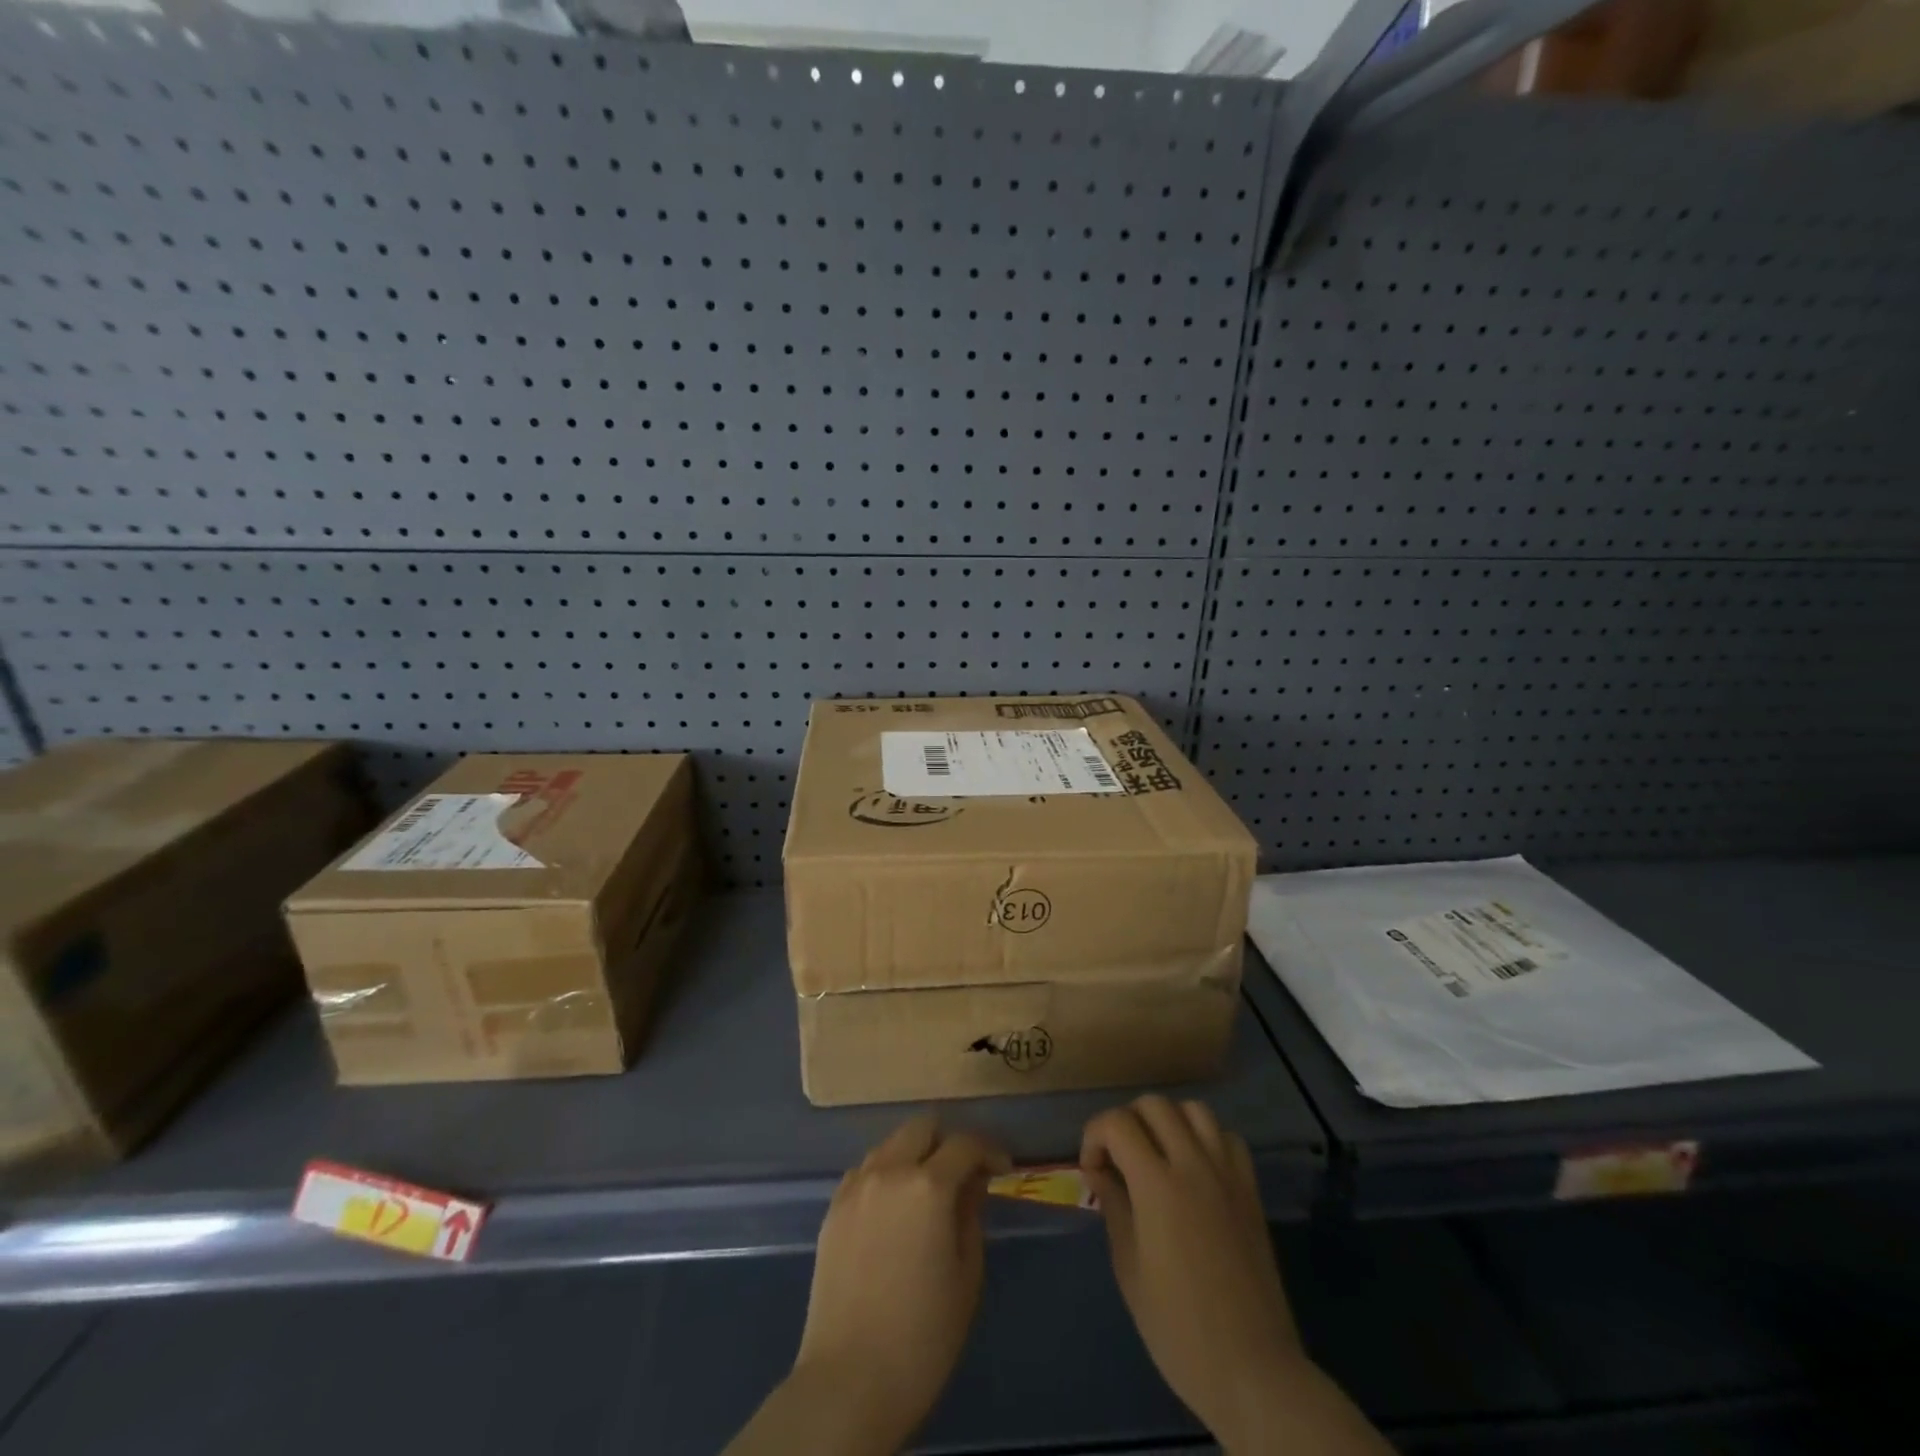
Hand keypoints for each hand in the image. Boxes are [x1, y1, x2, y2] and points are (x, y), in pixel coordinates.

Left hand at [790, 1115, 1010, 1451]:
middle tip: (962, 1175)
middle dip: (948, 1141)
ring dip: (914, 1155)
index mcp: (928, 1186)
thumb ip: (971, 1214)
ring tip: (926, 1194)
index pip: (965, 1143)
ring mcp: (855, 1186)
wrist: (849, 1381)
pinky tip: (893, 1212)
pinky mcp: (833, 1207)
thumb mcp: (967, 1275)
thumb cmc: (923, 1336)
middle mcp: (889, 1171)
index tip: (1001, 1169)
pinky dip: (886, 1176)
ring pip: (891, 1144)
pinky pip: (866, 1171)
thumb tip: (972, 1182)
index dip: (989, 1150)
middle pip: (922, 1126)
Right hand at [1081, 1096, 1300, 1447]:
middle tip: (1118, 1159)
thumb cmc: (1179, 1329)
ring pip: (1194, 1110)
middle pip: (1154, 1104)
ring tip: (1156, 1154)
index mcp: (1157, 1185)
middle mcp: (1193, 1165)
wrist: (1253, 1370)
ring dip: (1168, 1120)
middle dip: (1126, 1121)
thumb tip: (1101, 1173)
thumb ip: (1114, 1208)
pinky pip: (1227, 1138)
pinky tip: (1195, 1168)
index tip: (1091, 1170)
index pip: (1117, 1123)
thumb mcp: (1130, 1270)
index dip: (1094, 1136)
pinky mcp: (1251, 1190)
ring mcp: (1227, 1174)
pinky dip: (1206, 1138)